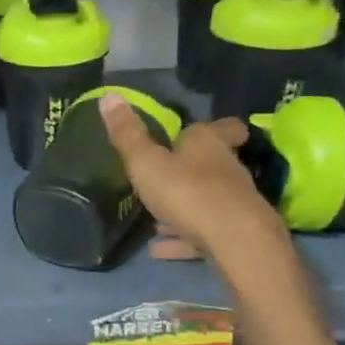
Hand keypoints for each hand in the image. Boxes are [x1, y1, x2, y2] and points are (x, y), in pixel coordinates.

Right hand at [97, 93, 305, 307]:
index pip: (220, 127)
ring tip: (154, 222)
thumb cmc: (187, 191)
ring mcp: (234, 202)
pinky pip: (203, 234)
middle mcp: (226, 167)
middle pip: (212, 163)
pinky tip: (158, 250)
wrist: (236, 241)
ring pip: (207, 200)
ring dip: (183, 208)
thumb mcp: (145, 162)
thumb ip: (127, 134)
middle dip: (191, 170)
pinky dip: (182, 239)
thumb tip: (109, 95)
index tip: (201, 133)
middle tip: (166, 177)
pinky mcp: (234, 234)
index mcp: (207, 143)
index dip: (214, 129)